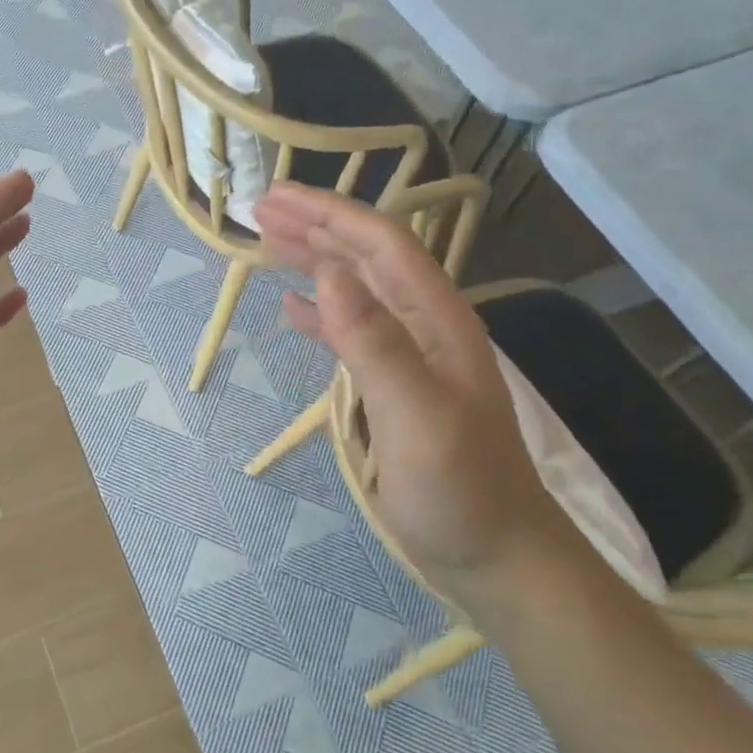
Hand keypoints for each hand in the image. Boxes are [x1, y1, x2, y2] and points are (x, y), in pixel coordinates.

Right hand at [254, 182, 570, 592]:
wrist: (496, 555)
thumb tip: (328, 271)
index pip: (380, 244)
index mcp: (435, 320)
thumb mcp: (418, 416)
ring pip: (354, 289)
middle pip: (365, 258)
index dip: (329, 213)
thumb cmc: (459, 490)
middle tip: (256, 208)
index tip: (273, 196)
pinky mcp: (393, 385)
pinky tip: (291, 307)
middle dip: (314, 226)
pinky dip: (318, 312)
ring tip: (265, 243)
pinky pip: (349, 331)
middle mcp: (423, 325)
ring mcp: (409, 356)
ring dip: (312, 261)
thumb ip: (375, 342)